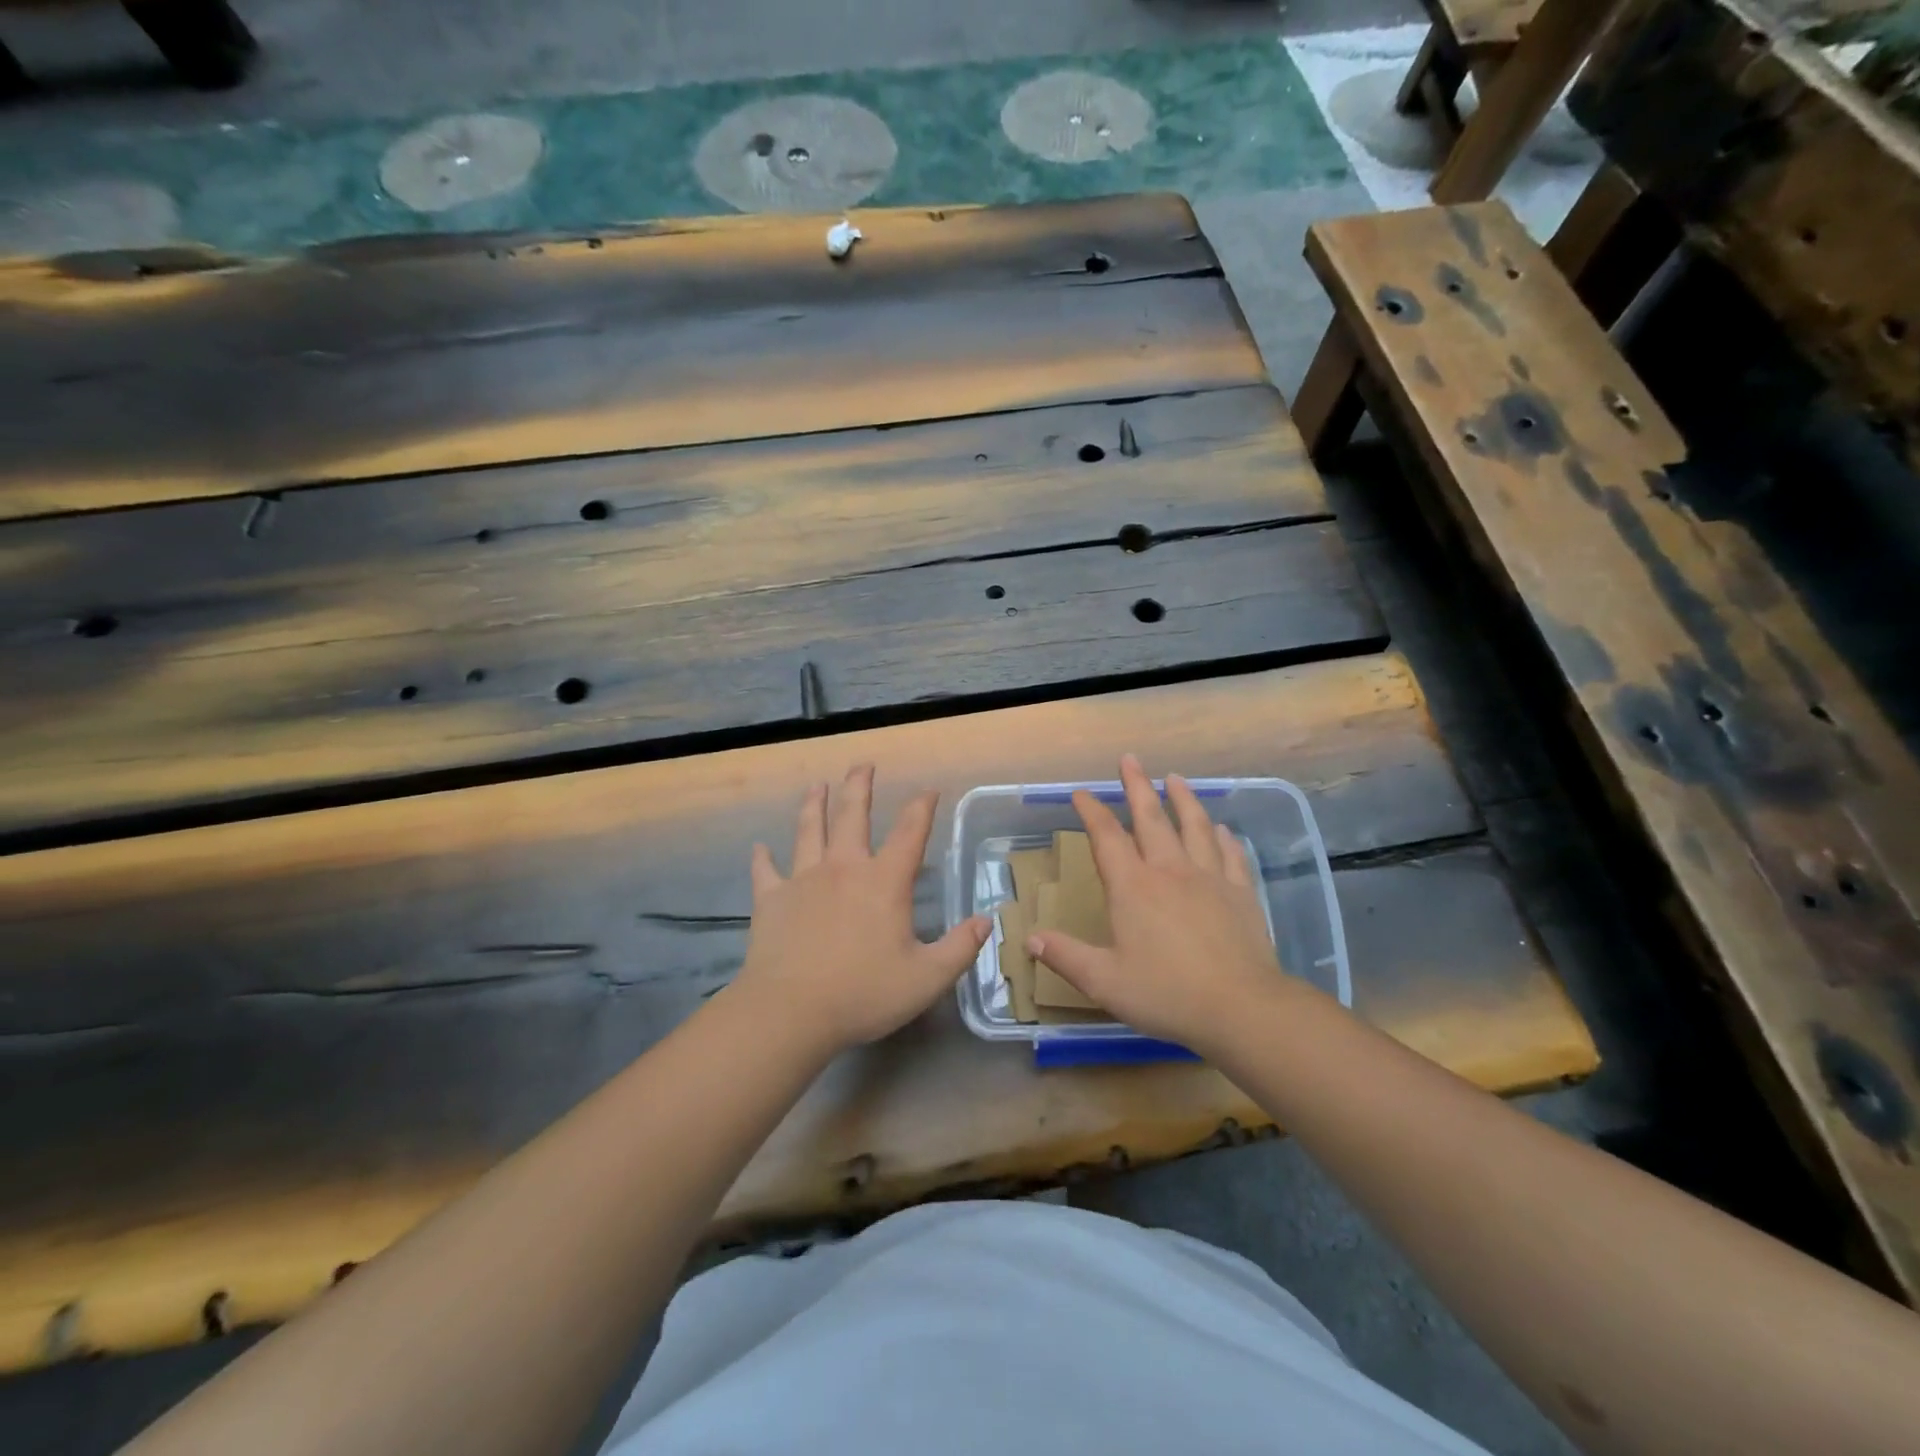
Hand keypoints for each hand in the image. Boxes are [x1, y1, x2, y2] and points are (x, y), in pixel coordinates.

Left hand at [732, 765, 990, 1056]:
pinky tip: (759, 848)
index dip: (922, 808)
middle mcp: (844, 868)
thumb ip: (960, 948)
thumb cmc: (863, 993)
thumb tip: (986, 921)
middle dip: (859, 786)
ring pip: (809, 831)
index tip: (929, 791)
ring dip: (813, 805)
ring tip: (816, 785)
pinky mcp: (771, 899)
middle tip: (863, 764)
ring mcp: (803, 880)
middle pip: (852, 815)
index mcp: (884, 882)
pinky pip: (765, 872)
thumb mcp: (927, 978)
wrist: (790, 1011)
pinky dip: (763, 858)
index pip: (910, 833)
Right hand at [1026, 754, 1293, 1052]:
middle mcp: (1170, 871)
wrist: (1240, 1008)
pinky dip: (1223, 837)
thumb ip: (1066, 956)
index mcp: (1133, 887)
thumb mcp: (1104, 981)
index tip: (1081, 792)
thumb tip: (1029, 939)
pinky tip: (1222, 828)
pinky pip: (1231, 854)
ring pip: (1194, 826)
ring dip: (1183, 799)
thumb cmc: (1166, 993)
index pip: (1107, 837)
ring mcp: (1209, 878)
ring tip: (1176, 778)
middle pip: (1151, 818)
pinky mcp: (1240, 893)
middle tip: (1130, 759)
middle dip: (1137, 786)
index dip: (1092, 811)